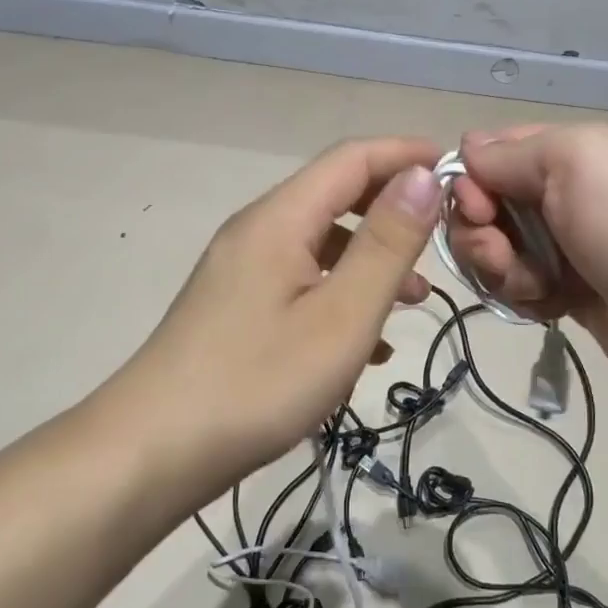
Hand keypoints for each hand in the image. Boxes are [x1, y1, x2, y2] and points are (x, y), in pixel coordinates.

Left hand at [115, 138, 442, 495]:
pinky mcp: (235, 306)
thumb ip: (386, 244)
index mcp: (280, 219)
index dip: (406, 154)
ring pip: (321, 243)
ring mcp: (241, 270)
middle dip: (392, 210)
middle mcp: (257, 230)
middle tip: (442, 239)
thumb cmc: (257, 383)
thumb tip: (423, 176)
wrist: (150, 453)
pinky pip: (301, 280)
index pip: (352, 158)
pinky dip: (341, 293)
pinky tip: (366, 345)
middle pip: (335, 196)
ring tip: (415, 301)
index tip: (457, 171)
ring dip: (372, 260)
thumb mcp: (341, 316)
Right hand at [447, 124, 607, 398]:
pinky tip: (549, 306)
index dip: (472, 178)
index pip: (492, 152)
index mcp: (568, 152)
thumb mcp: (574, 162)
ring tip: (533, 286)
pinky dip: (523, 296)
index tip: (478, 207)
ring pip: (495, 249)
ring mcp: (564, 245)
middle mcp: (562, 193)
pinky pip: (517, 286)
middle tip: (498, 254)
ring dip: (500, 268)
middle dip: (480, 231)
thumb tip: (465, 152)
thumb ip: (509, 154)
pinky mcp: (566, 291)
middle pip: (485, 205)